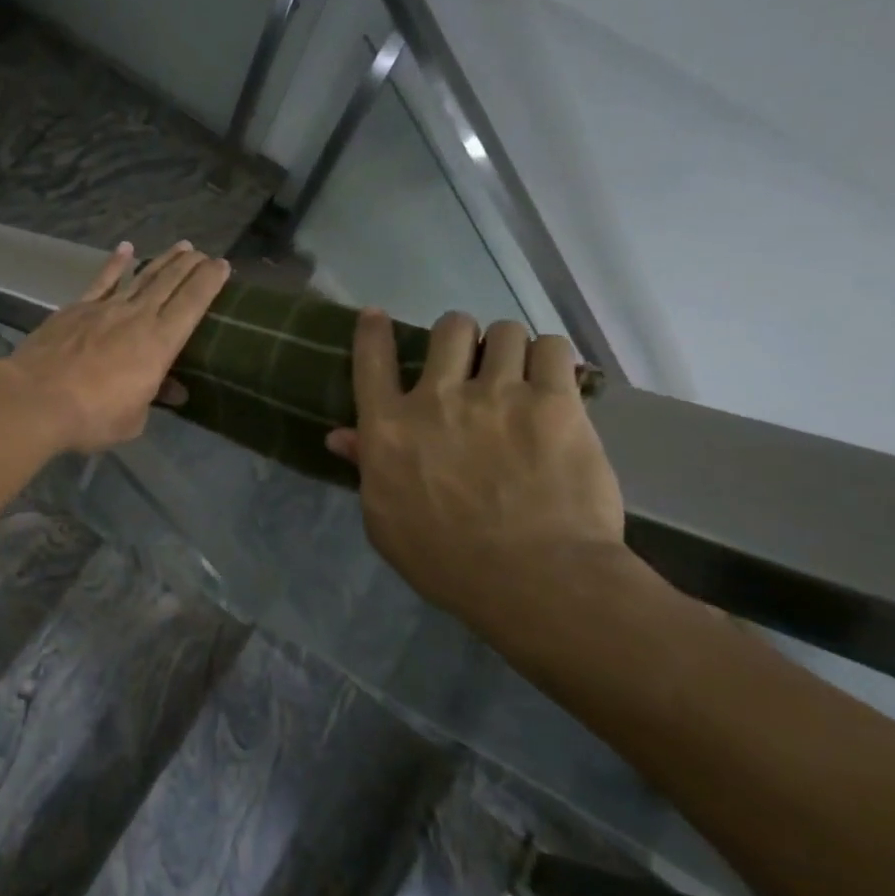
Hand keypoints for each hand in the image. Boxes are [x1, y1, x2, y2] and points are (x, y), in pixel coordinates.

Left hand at [8, 241, 230, 452]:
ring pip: (142, 277)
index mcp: (159, 343)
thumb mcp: (132, 419)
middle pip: (170, 283)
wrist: (35, 399)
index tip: (223, 265)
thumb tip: (172, 389)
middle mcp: (137, 317)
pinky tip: (126, 248)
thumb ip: (152, 398)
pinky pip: (102, 280)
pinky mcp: (77, 308)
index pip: (193, 304)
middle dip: (191, 265)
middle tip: (205, 253)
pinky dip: (116, 264)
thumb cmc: (91, 417)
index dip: (210, 282)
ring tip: (181, 246)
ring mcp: (105, 308)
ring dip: (163, 260)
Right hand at [326, 310, 628, 621]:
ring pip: (504, 331)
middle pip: (448, 330)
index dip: (373, 331)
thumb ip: (365, 468)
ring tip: (517, 368)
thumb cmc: (446, 560)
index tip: (377, 316)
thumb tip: (339, 436)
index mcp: (389, 427)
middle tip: (470, 359)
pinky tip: (552, 378)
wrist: (535, 579)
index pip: (371, 360)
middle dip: (458, 336)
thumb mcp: (385, 520)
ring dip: (506, 346)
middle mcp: (438, 398)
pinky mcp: (556, 403)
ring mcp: (499, 395)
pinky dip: (549, 356)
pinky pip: (552, 349)